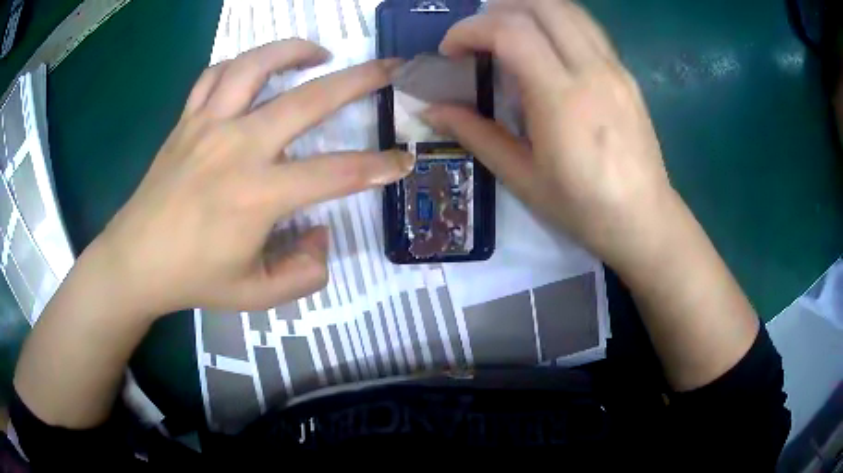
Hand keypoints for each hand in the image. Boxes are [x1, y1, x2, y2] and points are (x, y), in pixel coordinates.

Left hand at [93, 40, 412, 316]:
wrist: (135, 261)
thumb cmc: (193, 279)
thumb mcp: (257, 295)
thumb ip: (304, 273)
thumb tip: (322, 234)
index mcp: (258, 195)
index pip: (336, 174)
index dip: (377, 167)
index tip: (402, 161)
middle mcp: (237, 147)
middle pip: (308, 99)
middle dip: (359, 80)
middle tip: (388, 68)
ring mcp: (208, 126)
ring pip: (255, 66)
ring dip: (294, 50)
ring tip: (320, 52)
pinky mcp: (186, 121)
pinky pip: (214, 76)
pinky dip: (240, 64)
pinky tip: (255, 68)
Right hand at [422, 0, 676, 267]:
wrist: (644, 219)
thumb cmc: (583, 208)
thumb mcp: (522, 178)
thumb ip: (475, 134)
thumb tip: (430, 111)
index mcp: (562, 99)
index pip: (510, 32)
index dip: (470, 30)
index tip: (451, 52)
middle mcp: (592, 70)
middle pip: (541, 5)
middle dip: (497, 10)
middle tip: (478, 36)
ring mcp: (614, 67)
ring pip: (568, 8)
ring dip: (528, 9)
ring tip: (506, 34)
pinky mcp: (625, 72)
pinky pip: (586, 27)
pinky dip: (555, 22)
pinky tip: (544, 48)